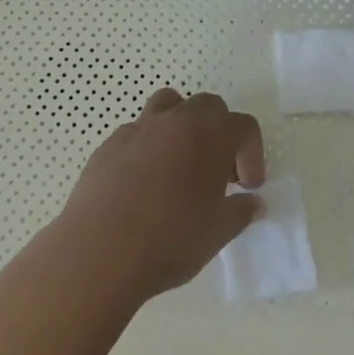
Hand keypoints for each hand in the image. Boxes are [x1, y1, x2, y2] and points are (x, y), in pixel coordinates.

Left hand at [54, 89, 265, 303]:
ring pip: (169, 104)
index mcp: (210, 135)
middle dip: (219, 133)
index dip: (252, 154)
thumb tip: (252, 202)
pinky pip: (138, 131)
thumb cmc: (170, 240)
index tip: (247, 187)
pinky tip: (144, 182)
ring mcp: (140, 127)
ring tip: (180, 164)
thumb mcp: (217, 233)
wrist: (101, 250)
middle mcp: (176, 120)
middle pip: (208, 106)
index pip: (244, 126)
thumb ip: (240, 212)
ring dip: (182, 126)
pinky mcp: (110, 142)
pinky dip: (149, 146)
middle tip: (217, 175)